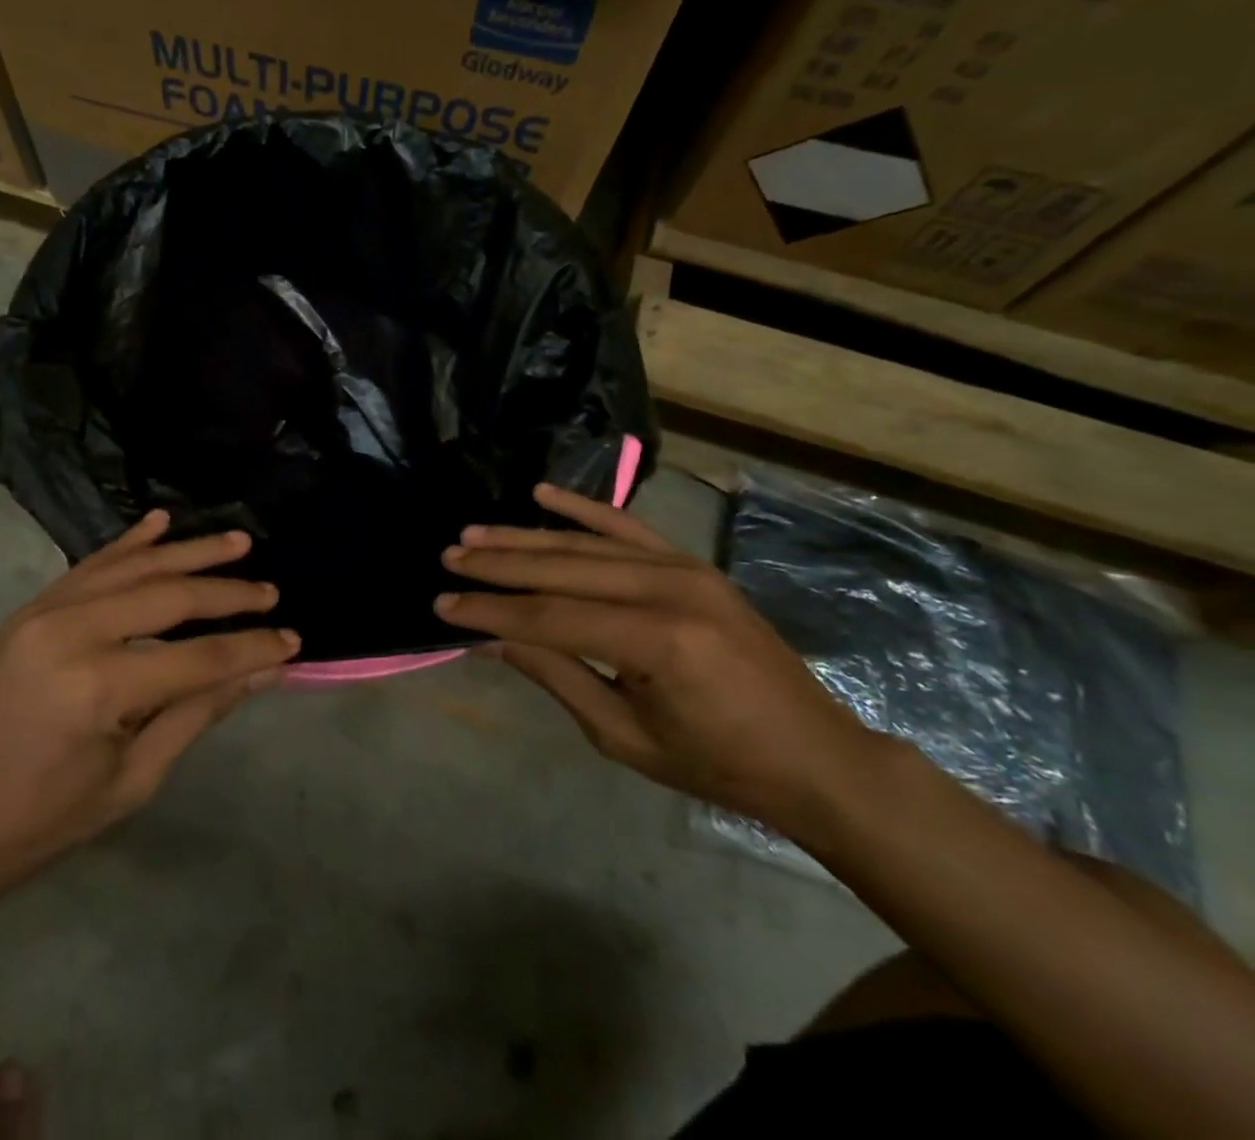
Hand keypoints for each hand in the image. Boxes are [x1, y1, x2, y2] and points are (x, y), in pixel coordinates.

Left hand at [0, 511, 297, 896]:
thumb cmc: (39, 823)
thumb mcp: (132, 781)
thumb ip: (198, 713)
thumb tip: (264, 671)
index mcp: (99, 687)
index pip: (199, 658)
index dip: (251, 649)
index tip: (293, 641)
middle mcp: (72, 632)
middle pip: (168, 597)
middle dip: (228, 594)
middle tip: (272, 591)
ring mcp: (44, 612)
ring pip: (132, 567)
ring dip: (188, 552)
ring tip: (237, 542)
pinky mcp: (28, 609)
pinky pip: (89, 566)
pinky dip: (128, 543)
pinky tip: (160, 522)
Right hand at [435, 484, 887, 831]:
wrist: (814, 755)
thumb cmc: (717, 762)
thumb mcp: (623, 734)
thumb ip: (555, 675)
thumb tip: (490, 639)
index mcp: (658, 641)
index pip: (550, 618)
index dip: (491, 613)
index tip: (442, 605)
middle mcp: (669, 589)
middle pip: (562, 570)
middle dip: (499, 565)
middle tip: (448, 558)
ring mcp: (684, 568)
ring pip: (586, 545)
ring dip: (525, 538)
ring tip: (474, 533)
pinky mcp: (692, 563)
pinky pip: (627, 527)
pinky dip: (582, 509)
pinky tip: (542, 495)